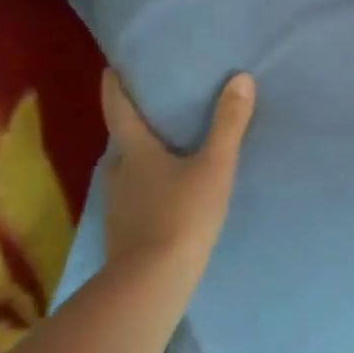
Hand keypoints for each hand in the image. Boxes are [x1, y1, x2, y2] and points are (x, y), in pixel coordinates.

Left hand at [100, 68, 254, 272]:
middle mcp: (117, 174)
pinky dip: (148, 188)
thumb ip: (229, 123)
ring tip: (169, 152)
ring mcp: (116, 206)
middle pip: (123, 142)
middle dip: (137, 126)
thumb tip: (241, 78)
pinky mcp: (123, 232)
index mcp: (134, 152)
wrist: (152, 283)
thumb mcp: (215, 166)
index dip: (115, 87)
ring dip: (143, 159)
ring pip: (128, 172)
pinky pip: (134, 198)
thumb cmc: (182, 215)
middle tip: (159, 113)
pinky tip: (168, 194)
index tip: (112, 68)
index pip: (118, 110)